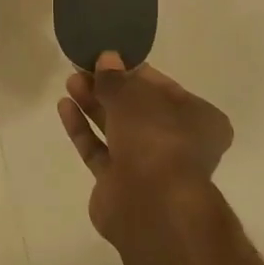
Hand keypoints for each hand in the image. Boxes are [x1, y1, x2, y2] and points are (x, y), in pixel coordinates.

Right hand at [59, 52, 233, 241]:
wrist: (152, 206)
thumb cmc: (157, 139)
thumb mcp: (134, 96)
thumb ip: (116, 78)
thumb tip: (106, 59)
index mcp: (199, 120)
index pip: (165, 88)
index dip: (134, 72)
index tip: (108, 58)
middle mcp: (177, 143)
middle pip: (138, 109)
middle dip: (109, 88)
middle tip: (82, 68)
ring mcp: (148, 166)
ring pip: (117, 129)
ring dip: (93, 105)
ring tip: (70, 82)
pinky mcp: (119, 183)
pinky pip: (99, 150)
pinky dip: (84, 129)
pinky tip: (65, 107)